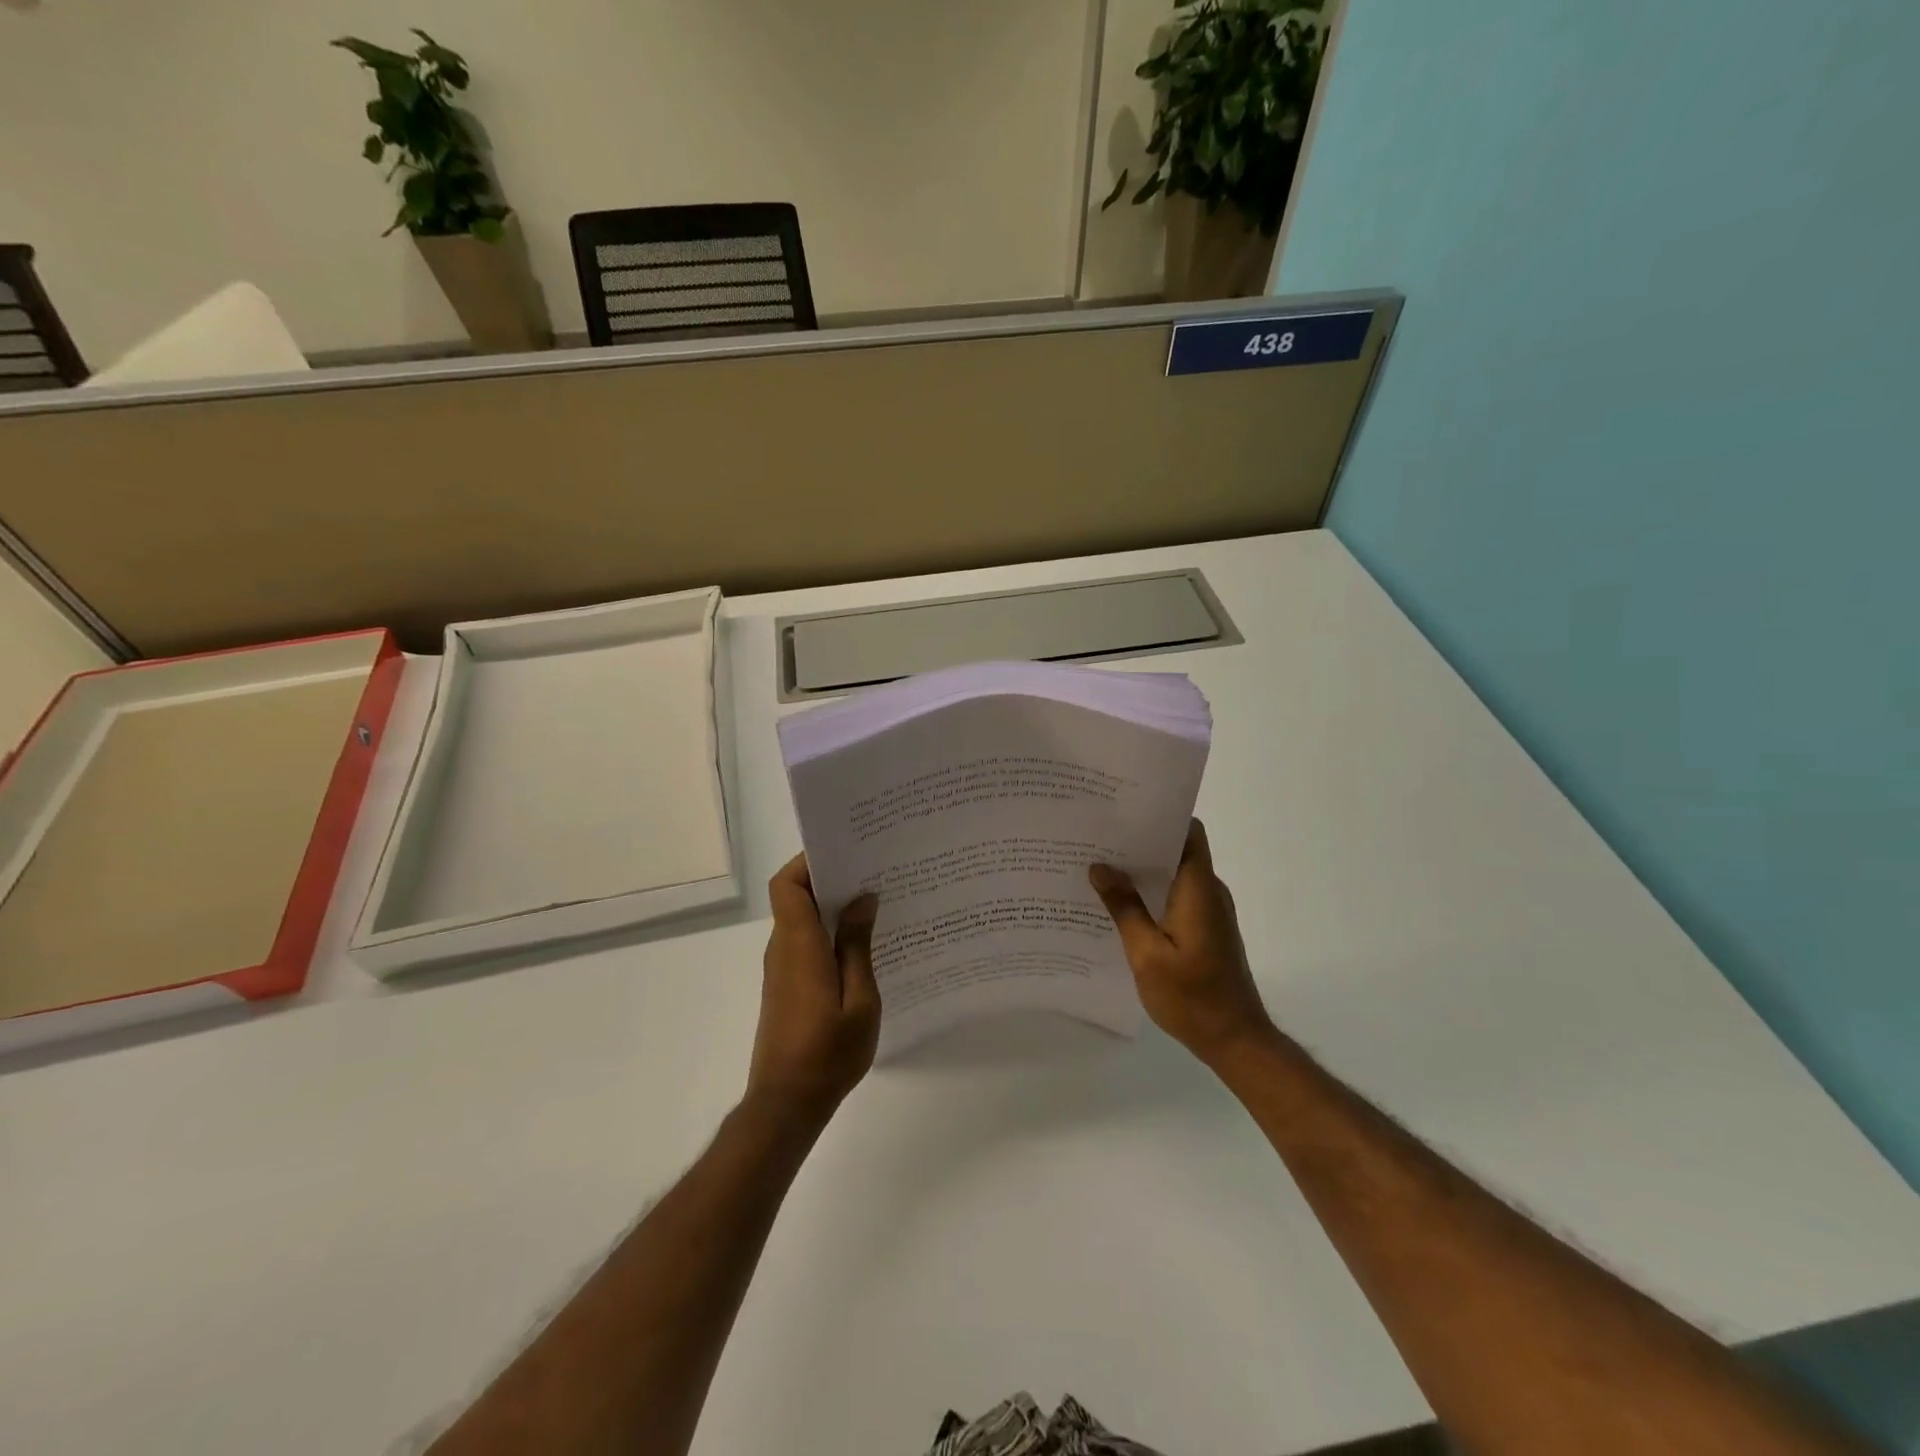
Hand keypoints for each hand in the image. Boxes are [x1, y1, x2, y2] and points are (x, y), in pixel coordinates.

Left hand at [747, 855, 881, 1129]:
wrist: (786, 1105)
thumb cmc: (827, 1053)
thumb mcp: (859, 1000)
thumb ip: (858, 946)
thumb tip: (862, 899)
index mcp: (799, 945)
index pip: (786, 885)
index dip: (808, 861)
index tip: (845, 852)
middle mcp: (784, 949)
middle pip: (796, 897)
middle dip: (831, 878)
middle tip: (875, 871)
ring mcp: (782, 969)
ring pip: (802, 920)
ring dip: (833, 907)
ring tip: (878, 902)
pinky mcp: (787, 986)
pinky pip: (806, 943)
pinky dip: (830, 933)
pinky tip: (865, 944)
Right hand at [1091, 820, 1275, 1068]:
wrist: (1236, 1040)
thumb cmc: (1192, 997)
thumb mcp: (1146, 954)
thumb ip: (1124, 908)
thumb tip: (1100, 866)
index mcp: (1198, 889)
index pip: (1188, 831)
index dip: (1159, 815)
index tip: (1122, 811)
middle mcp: (1209, 892)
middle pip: (1177, 849)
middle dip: (1140, 841)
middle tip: (1097, 837)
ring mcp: (1210, 911)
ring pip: (1175, 873)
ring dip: (1143, 869)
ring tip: (1099, 865)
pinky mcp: (1206, 929)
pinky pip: (1177, 895)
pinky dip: (1151, 892)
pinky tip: (1119, 903)